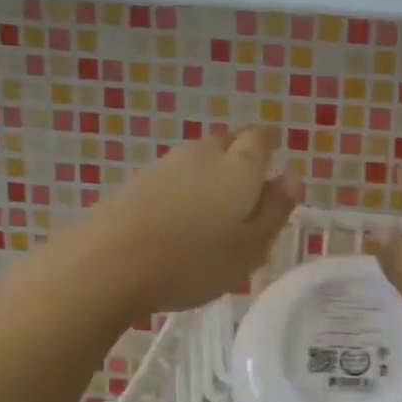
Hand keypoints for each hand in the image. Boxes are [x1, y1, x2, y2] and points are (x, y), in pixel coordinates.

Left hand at [70, 126, 303, 314]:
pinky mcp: (135, 184)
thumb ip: (275, 210)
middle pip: (227, 143)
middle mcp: (203, 155)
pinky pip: (172, 178)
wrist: (109, 263)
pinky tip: (180, 219)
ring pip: (198, 160)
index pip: (260, 138)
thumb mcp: (251, 246)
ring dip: (210, 175)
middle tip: (249, 188)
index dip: (269, 144)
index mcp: (239, 167)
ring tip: (215, 209)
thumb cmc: (195, 260)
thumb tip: (292, 177)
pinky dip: (183, 191)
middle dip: (241, 158)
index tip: (275, 158)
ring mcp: (164, 166)